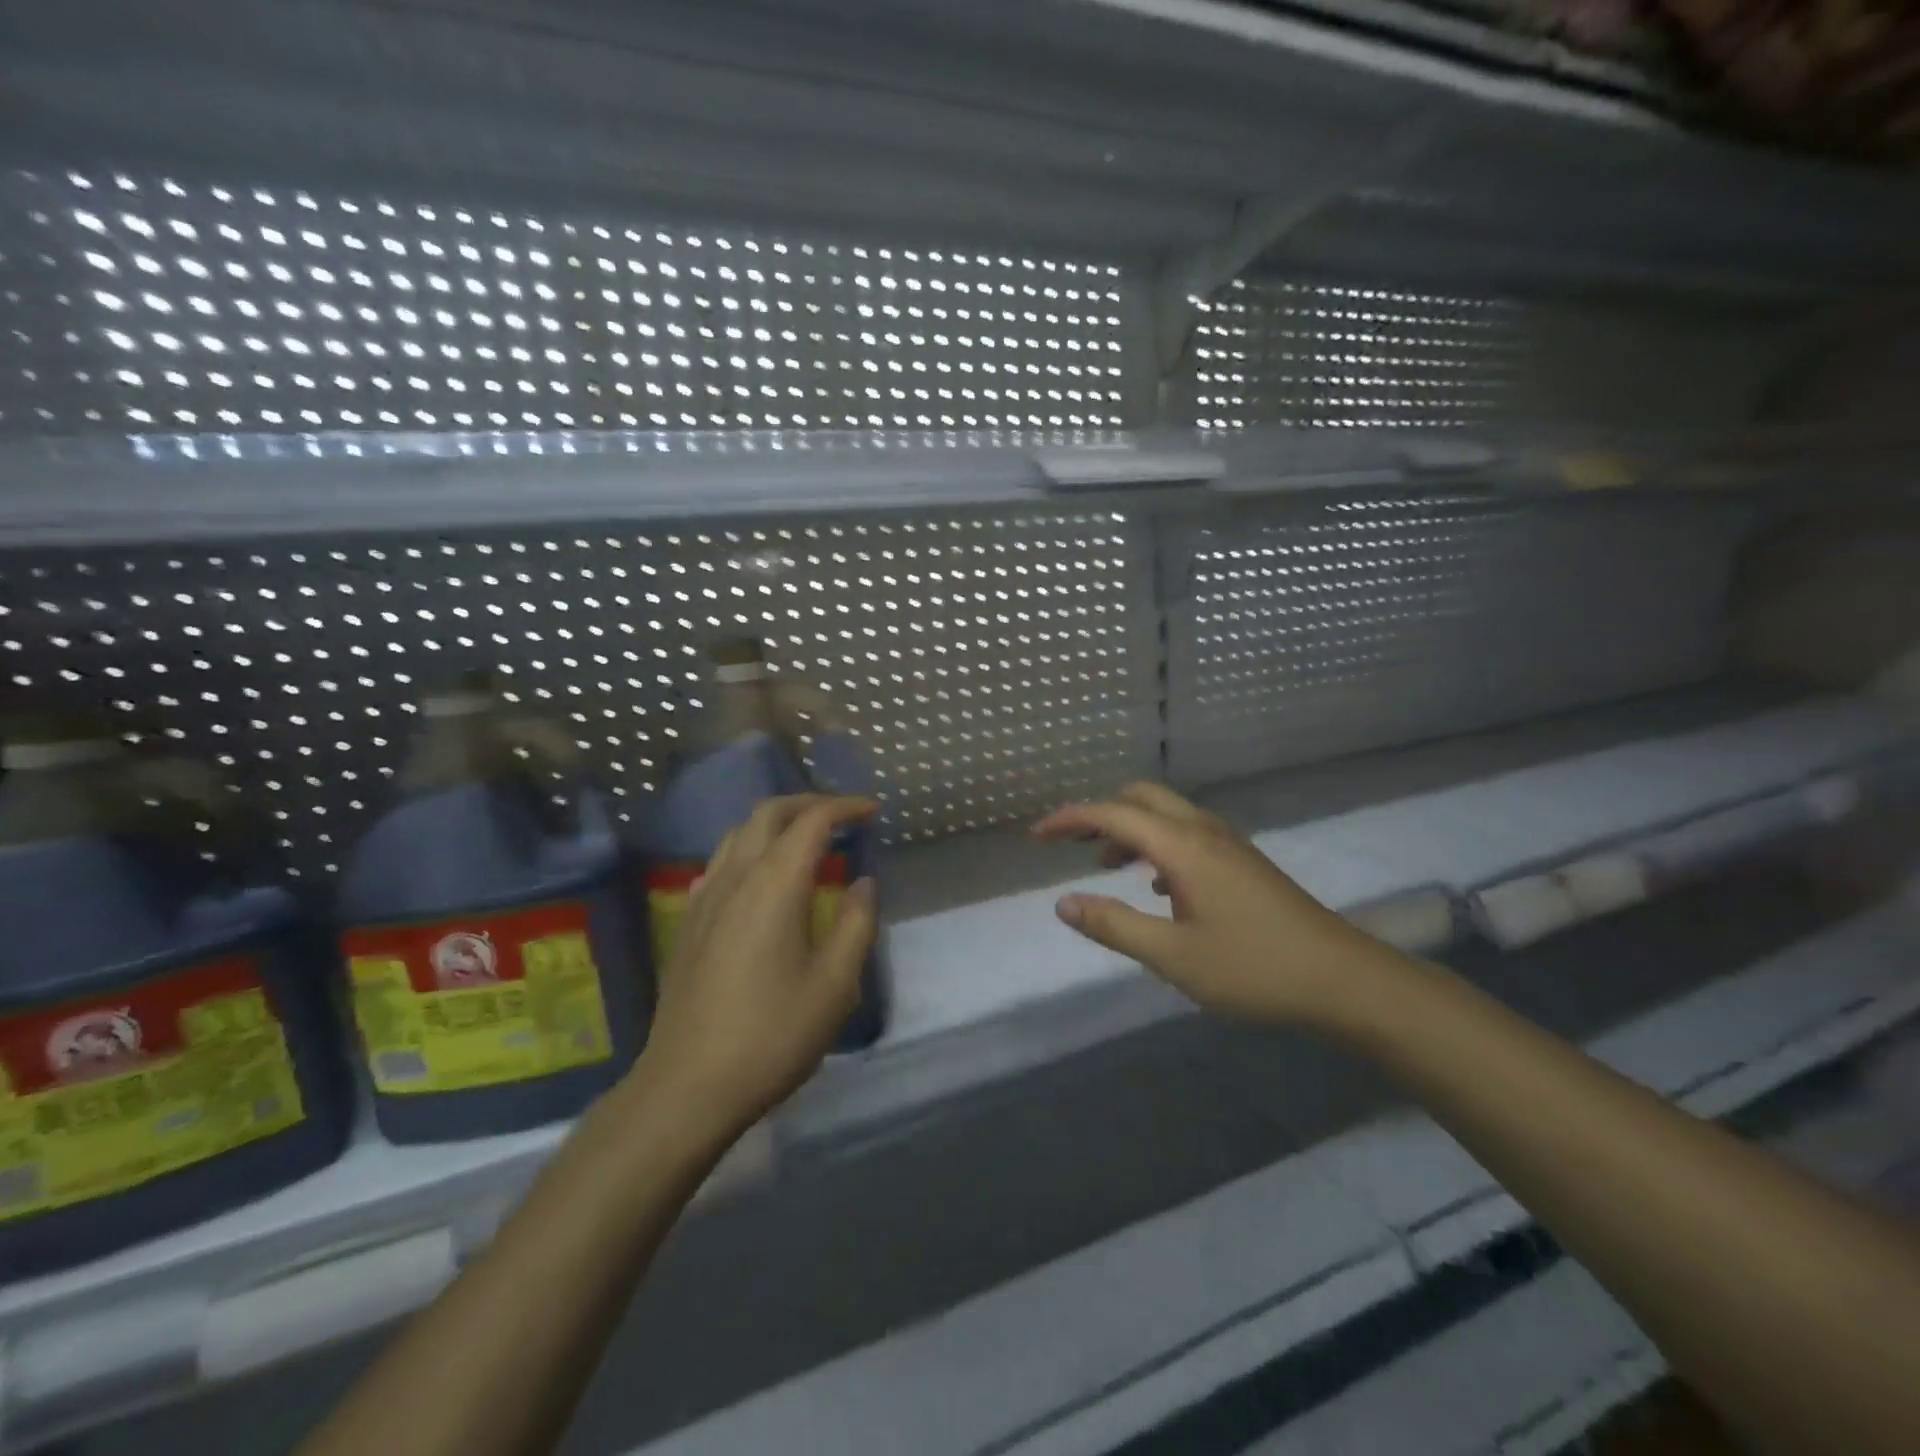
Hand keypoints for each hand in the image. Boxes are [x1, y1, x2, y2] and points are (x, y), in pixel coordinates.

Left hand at [637, 794, 878, 1134]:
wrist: (687, 1086)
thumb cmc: (772, 1034)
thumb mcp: (835, 984)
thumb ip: (855, 924)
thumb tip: (863, 883)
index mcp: (774, 884)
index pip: (811, 821)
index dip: (844, 807)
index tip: (872, 810)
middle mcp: (735, 877)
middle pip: (768, 814)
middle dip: (808, 803)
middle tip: (842, 815)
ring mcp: (704, 898)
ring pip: (738, 834)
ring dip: (776, 823)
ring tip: (806, 839)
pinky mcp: (688, 923)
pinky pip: (720, 863)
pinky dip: (749, 850)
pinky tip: (761, 879)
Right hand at [1034, 782, 1393, 1027]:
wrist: (1342, 980)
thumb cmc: (1253, 968)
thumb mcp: (1172, 956)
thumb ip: (1114, 926)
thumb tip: (1063, 903)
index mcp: (1183, 846)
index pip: (1113, 814)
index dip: (1070, 819)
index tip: (1036, 836)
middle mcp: (1203, 831)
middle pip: (1141, 798)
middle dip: (1100, 813)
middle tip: (1069, 845)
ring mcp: (1228, 844)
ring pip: (1166, 815)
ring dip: (1129, 829)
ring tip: (1103, 866)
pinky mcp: (1242, 862)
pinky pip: (1186, 834)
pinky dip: (1156, 845)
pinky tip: (1156, 887)